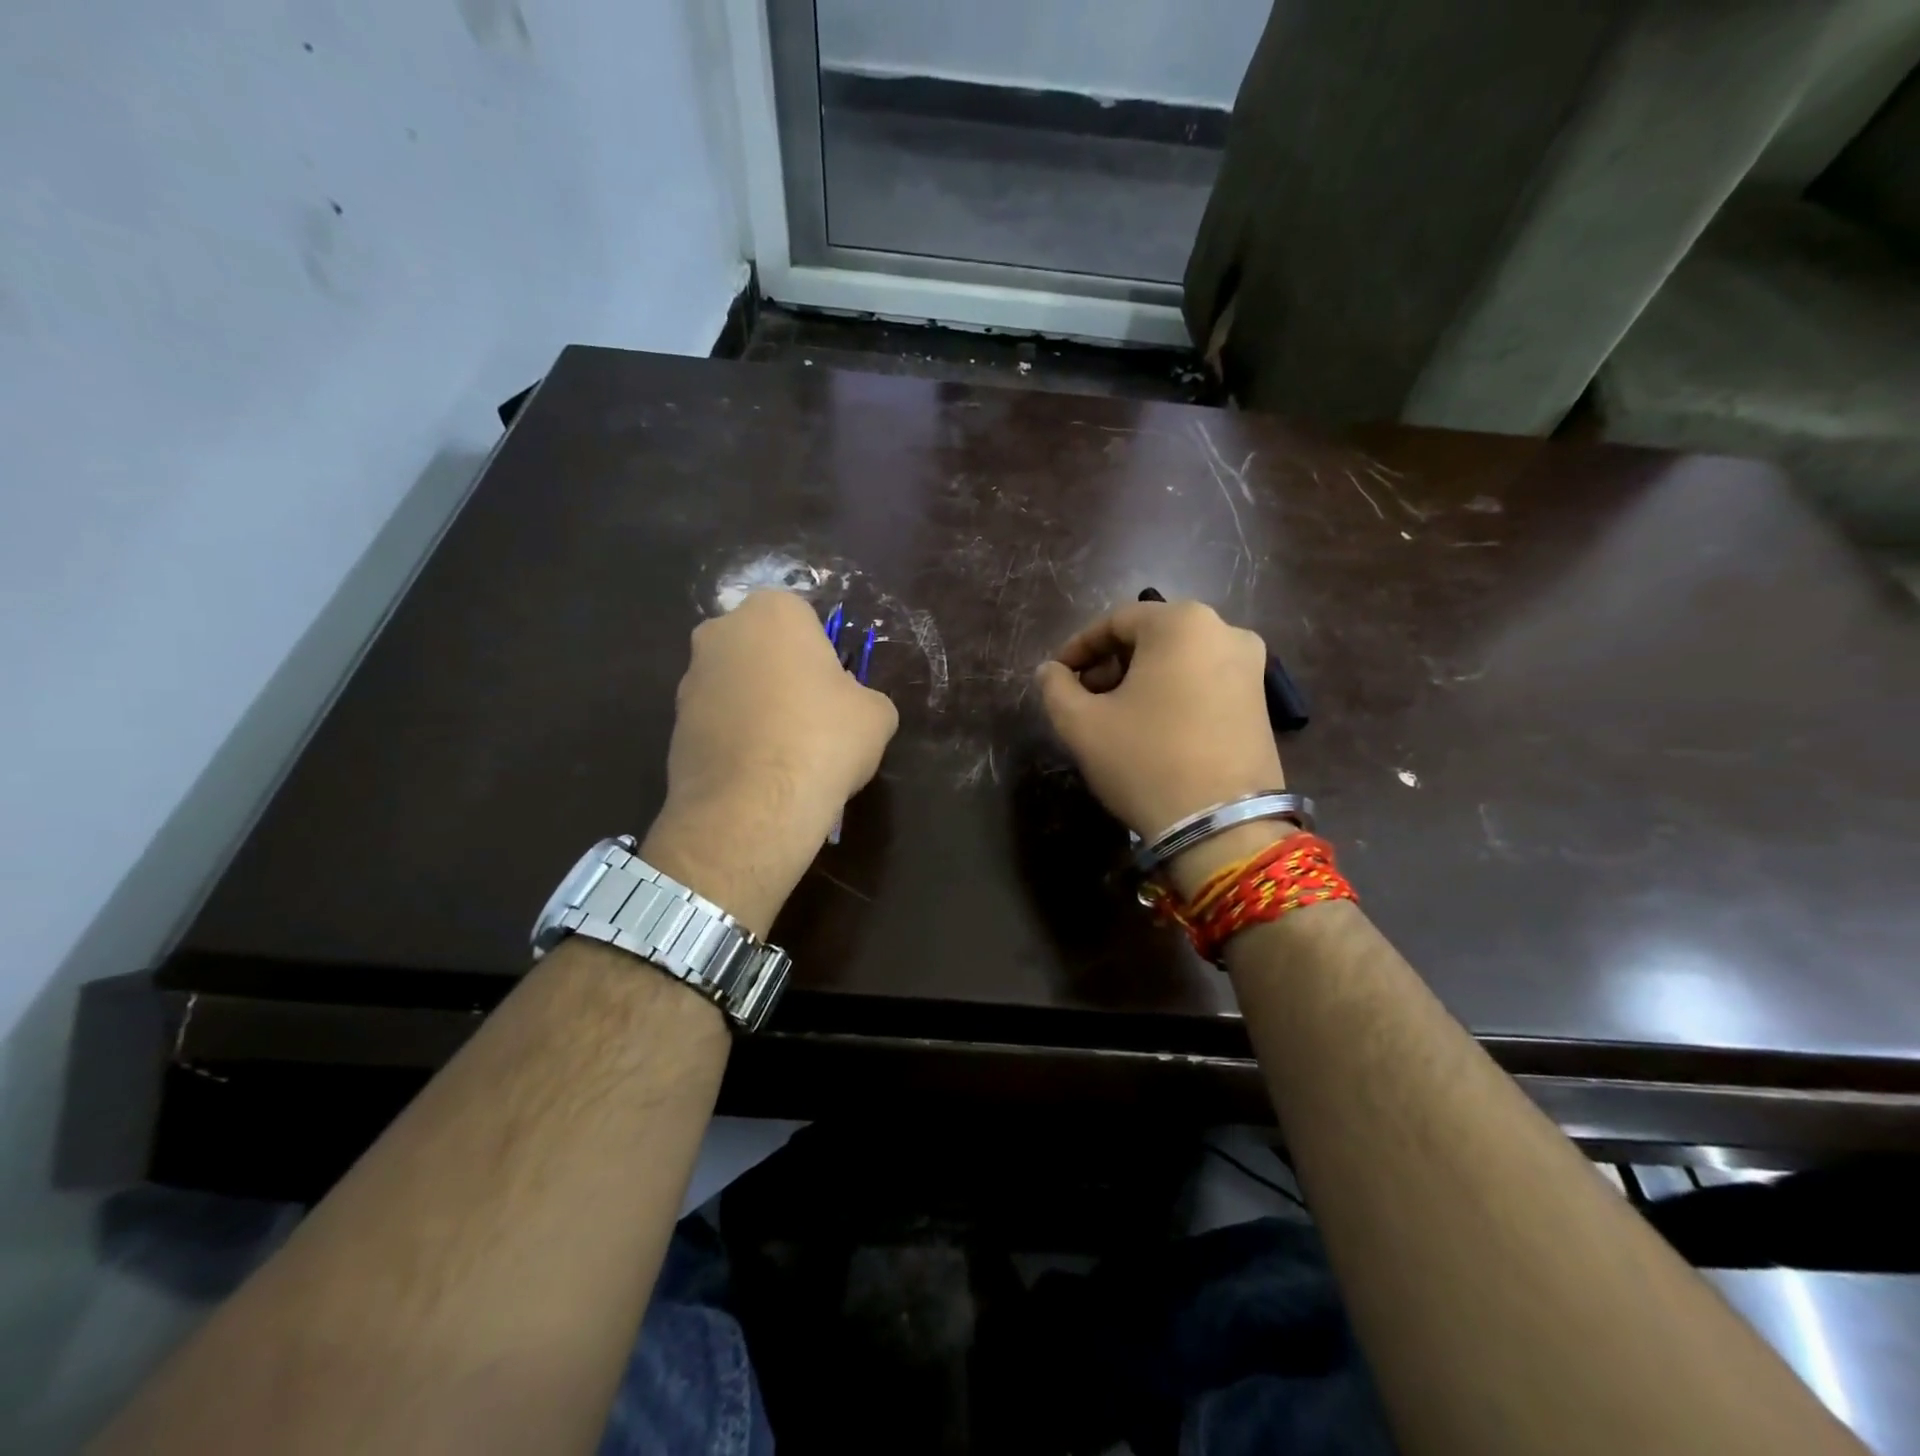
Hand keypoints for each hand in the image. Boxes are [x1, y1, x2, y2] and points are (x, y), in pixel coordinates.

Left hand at [643, 590, 897, 934]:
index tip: (834, 689)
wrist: (753, 807)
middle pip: (762, 647)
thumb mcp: (877, 714)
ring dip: (756, 706)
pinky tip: (758, 772)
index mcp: (772, 612)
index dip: (822, 654)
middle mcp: (721, 632)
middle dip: (782, 673)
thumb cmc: (823, 740)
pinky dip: (735, 737)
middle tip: (811, 716)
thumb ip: (863, 696)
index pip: (803, 618)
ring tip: (784, 752)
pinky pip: (717, 721)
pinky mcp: (673, 724)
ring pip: (736, 683)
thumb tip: (851, 708)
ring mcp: (690, 679)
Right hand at [1035, 599, 1286, 892]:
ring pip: (1179, 660)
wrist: (1221, 826)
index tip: (1057, 675)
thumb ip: (1056, 687)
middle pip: (1151, 637)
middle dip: (1110, 663)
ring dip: (1140, 679)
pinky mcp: (1261, 702)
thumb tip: (1050, 670)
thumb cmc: (1145, 760)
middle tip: (1083, 697)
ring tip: (1114, 716)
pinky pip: (1204, 681)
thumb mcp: (1082, 724)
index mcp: (1181, 623)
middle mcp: (1224, 631)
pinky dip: (1172, 693)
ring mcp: (1250, 667)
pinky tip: (1151, 727)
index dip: (1078, 647)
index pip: (1115, 621)